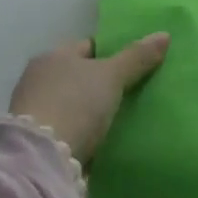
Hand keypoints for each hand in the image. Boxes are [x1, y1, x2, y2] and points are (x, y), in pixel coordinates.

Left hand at [9, 34, 169, 163]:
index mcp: (53, 56)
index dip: (114, 53)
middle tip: (133, 92)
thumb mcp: (112, 76)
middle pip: (80, 75)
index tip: (136, 65)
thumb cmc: (75, 104)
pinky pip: (67, 129)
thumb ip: (137, 56)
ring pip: (73, 104)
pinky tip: (101, 140)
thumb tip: (164, 35)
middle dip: (102, 84)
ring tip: (121, 118)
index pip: (89, 46)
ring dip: (91, 111)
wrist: (41, 162)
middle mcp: (38, 79)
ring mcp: (33, 112)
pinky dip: (82, 133)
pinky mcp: (36, 143)